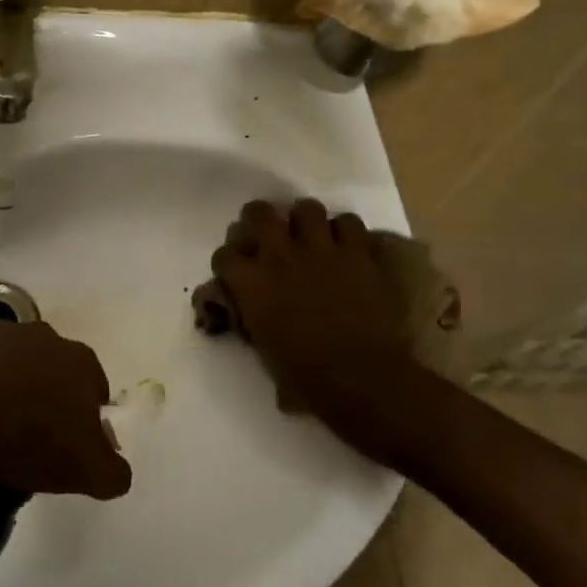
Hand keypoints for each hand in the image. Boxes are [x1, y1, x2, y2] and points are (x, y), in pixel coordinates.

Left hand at [0, 321, 132, 501]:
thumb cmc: (29, 445)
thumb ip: (114, 472)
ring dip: (13, 386)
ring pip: (16, 363)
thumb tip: (117, 470)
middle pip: (55, 369)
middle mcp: (44, 336)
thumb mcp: (88, 474)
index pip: (95, 386)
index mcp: (79, 360)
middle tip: (36, 436)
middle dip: (50, 395)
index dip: (87, 416)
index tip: (73, 444)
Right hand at [206, 199, 447, 462]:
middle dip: (259, 219)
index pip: (224, 255)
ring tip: (310, 236)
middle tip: (268, 233)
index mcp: (251, 283)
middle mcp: (280, 256)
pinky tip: (346, 246)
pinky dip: (346, 231)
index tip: (236, 270)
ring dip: (305, 220)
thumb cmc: (305, 376)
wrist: (361, 379)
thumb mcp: (262, 346)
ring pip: (306, 208)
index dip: (229, 261)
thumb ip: (253, 315)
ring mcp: (321, 250)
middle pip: (259, 213)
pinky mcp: (358, 253)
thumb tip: (253, 306)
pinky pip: (349, 222)